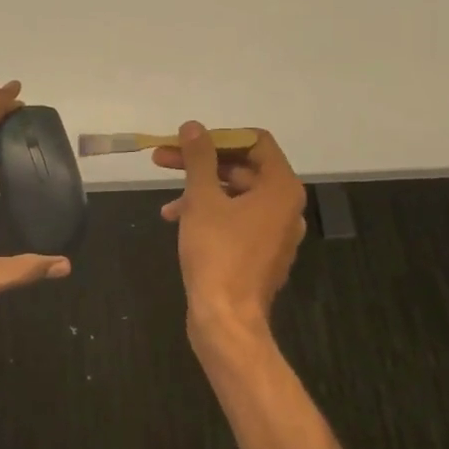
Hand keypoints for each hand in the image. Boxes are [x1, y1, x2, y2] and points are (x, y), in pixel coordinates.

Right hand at [154, 122, 305, 337]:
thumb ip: (199, 158)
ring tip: (166, 201)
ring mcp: (275, 231)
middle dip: (200, 163)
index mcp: (281, 188)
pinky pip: (236, 219)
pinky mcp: (260, 252)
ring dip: (200, 190)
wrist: (226, 321)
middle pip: (242, 167)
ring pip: (235, 194)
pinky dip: (209, 213)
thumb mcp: (202, 200)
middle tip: (162, 159)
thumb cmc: (218, 254)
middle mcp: (285, 206)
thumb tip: (193, 126)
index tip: (187, 141)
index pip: (255, 142)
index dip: (219, 136)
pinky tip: (177, 220)